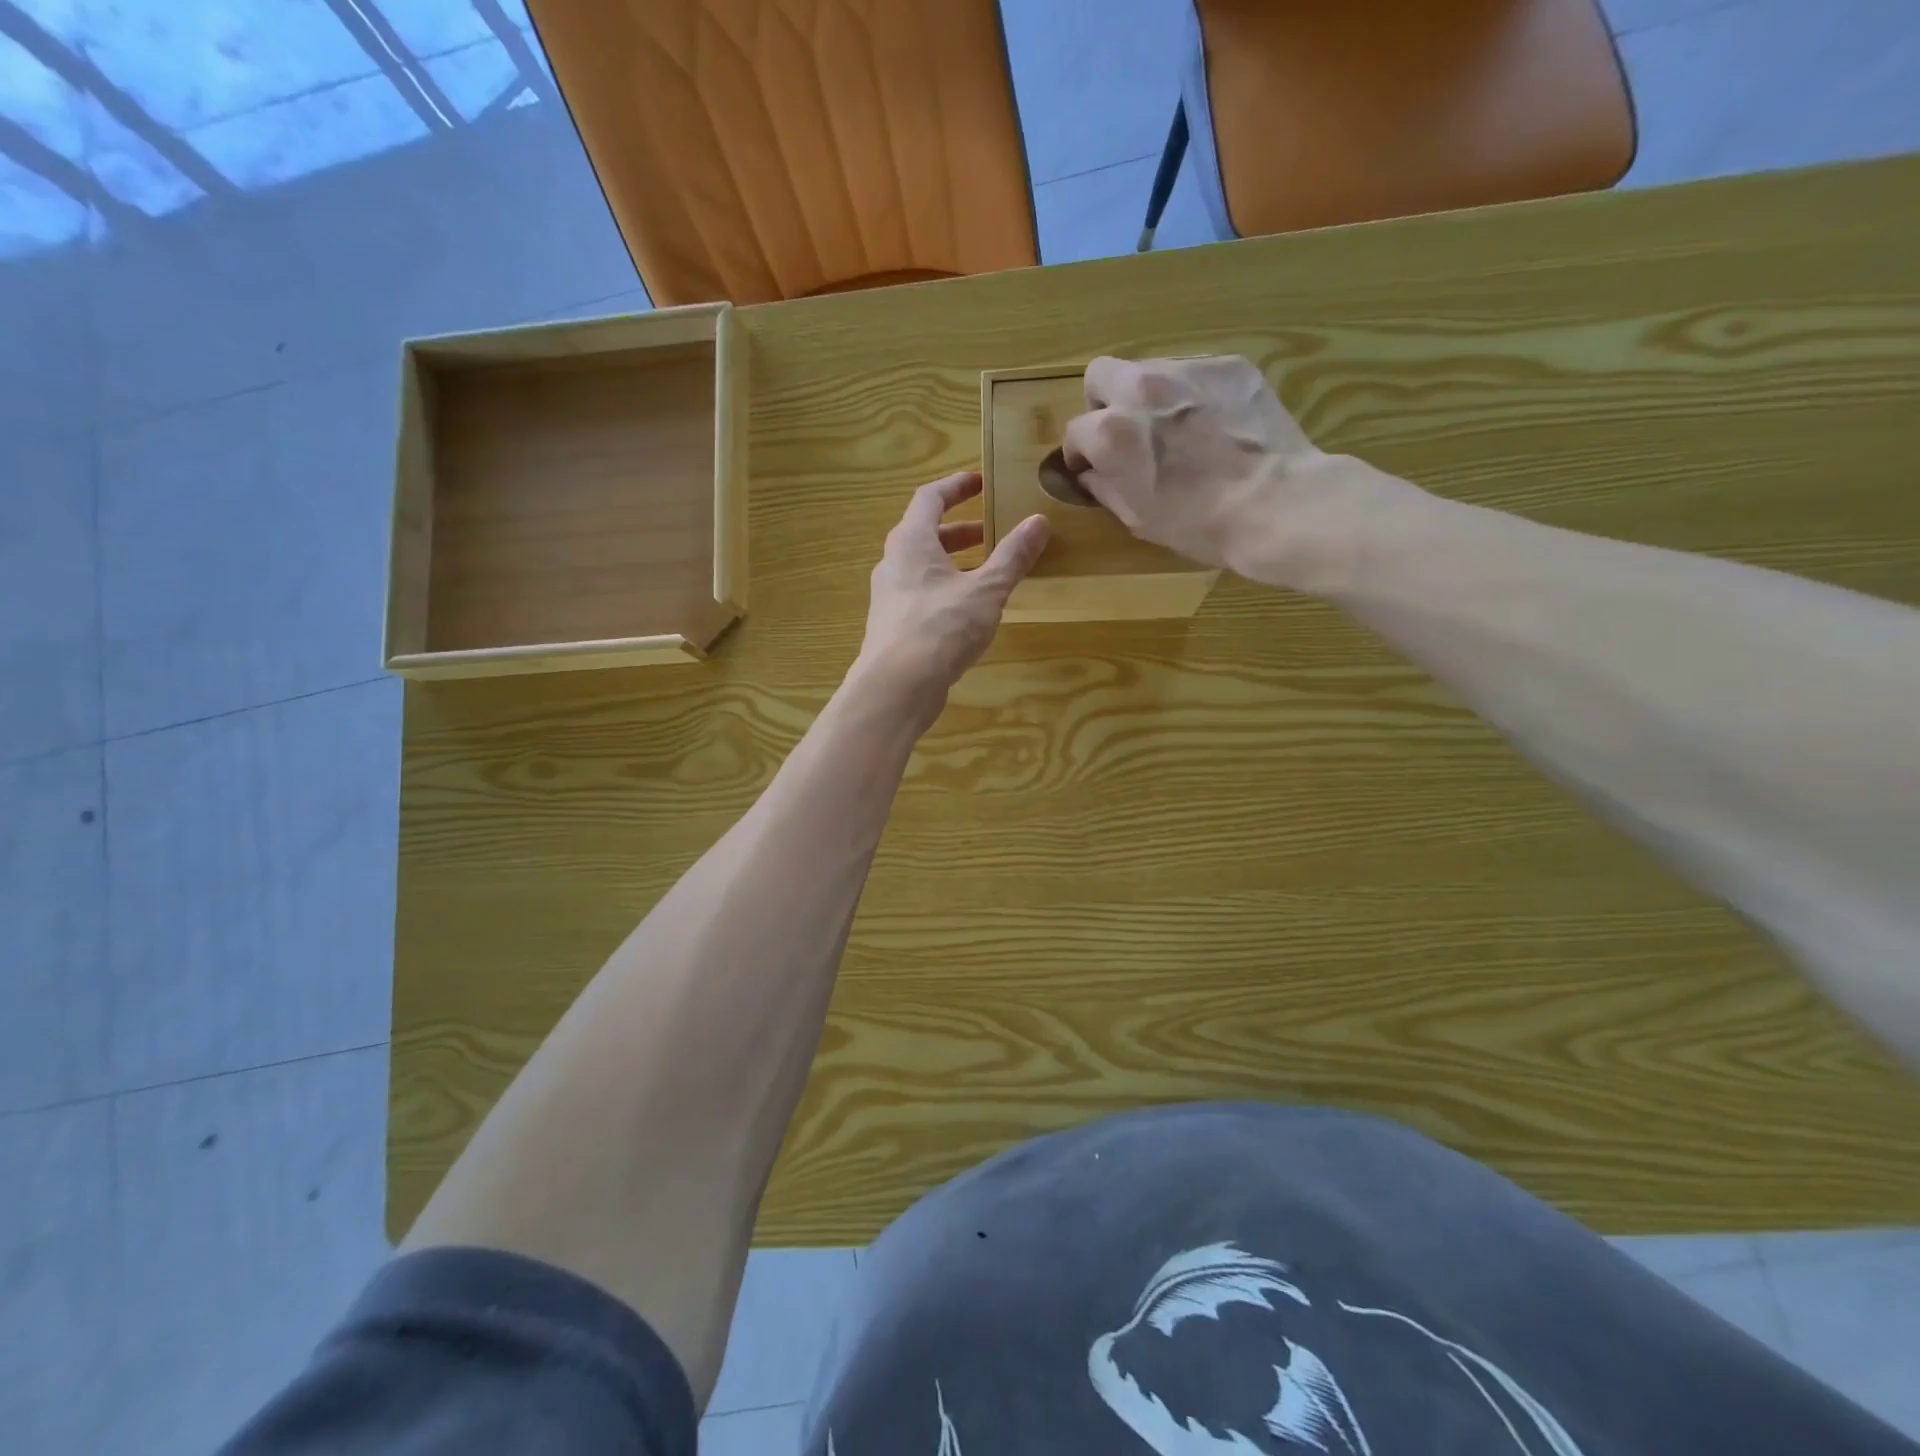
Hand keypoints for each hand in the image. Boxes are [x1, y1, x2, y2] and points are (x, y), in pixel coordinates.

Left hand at [855, 471, 1048, 719]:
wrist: (896, 686)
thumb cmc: (941, 627)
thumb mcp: (986, 590)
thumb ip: (1012, 556)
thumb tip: (1039, 521)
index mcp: (911, 541)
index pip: (930, 497)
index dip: (956, 486)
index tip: (980, 482)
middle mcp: (893, 562)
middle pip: (925, 533)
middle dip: (960, 530)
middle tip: (991, 533)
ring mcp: (889, 596)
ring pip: (923, 567)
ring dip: (954, 563)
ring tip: (987, 572)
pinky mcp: (893, 626)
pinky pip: (921, 594)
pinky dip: (945, 590)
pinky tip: (969, 611)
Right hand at [1062, 355, 1376, 589]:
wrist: (1275, 503)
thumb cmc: (1198, 524)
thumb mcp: (1137, 517)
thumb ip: (1104, 486)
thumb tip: (1091, 473)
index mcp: (1111, 432)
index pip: (1075, 431)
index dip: (1082, 454)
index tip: (1093, 469)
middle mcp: (1141, 388)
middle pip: (1100, 375)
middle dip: (1104, 403)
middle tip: (1124, 433)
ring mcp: (1188, 370)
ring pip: (1149, 370)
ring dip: (1149, 396)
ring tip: (1176, 429)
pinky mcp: (1229, 365)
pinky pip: (1195, 373)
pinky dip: (1193, 394)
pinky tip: (1214, 424)